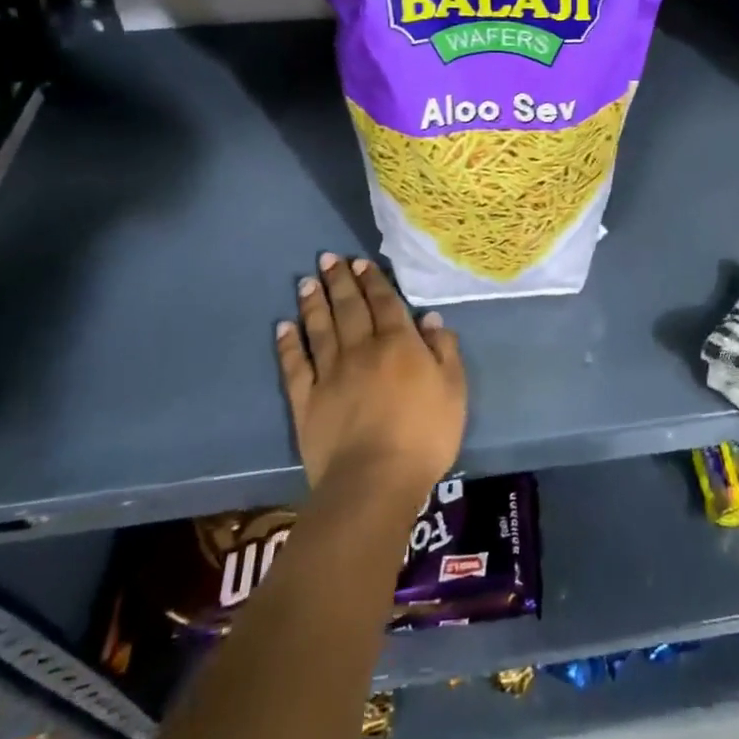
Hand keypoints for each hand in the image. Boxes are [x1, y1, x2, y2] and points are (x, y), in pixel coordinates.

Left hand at [276, 253, 465, 502]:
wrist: (374, 480)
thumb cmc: (425, 435)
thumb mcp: (454, 390)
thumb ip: (445, 351)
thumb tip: (429, 318)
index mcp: (399, 344)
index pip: (385, 303)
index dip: (373, 281)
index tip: (360, 262)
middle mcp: (362, 349)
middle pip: (349, 308)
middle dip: (340, 281)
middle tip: (328, 258)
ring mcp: (330, 374)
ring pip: (320, 329)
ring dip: (314, 303)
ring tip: (306, 282)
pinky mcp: (306, 401)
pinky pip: (295, 365)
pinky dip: (289, 345)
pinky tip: (284, 327)